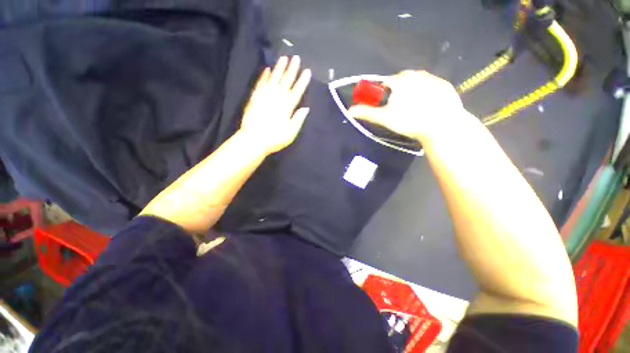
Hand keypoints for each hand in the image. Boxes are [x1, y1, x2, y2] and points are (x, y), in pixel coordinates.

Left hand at [239, 55, 311, 154]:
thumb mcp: (291, 133)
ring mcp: (265, 96)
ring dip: (279, 68)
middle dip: (292, 69)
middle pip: (286, 81)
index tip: (307, 71)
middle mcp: (277, 98)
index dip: (302, 81)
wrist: (254, 140)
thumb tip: (306, 108)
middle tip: (296, 57)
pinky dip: (264, 76)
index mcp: (287, 107)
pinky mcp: (255, 97)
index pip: (297, 91)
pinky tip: (267, 69)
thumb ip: (298, 119)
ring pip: (273, 79)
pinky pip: (260, 83)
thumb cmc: (274, 139)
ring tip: (283, 58)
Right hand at [348, 70, 463, 141]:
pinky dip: (427, 93)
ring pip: (416, 83)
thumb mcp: (384, 118)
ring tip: (414, 109)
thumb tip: (349, 110)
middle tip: (400, 109)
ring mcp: (433, 78)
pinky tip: (428, 106)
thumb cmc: (409, 120)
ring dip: (412, 92)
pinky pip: (431, 86)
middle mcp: (416, 73)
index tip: (386, 106)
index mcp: (400, 80)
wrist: (442, 125)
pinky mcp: (445, 85)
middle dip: (398, 92)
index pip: (386, 83)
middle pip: (402, 81)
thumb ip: (367, 112)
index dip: (383, 94)